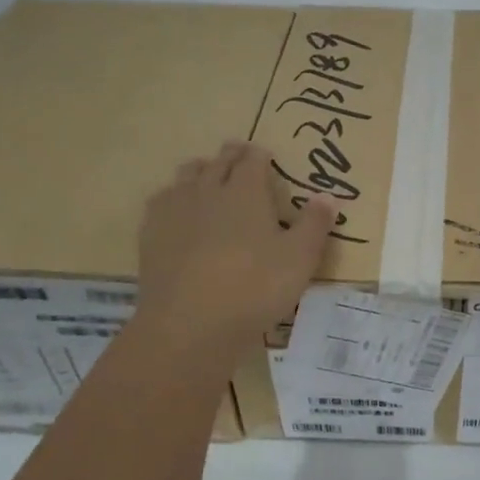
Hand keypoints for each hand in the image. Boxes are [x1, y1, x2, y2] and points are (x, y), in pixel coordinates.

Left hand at [136, 142, 334, 353]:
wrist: (189, 325)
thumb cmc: (254, 288)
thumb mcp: (300, 259)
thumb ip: (315, 224)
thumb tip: (328, 196)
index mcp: (246, 192)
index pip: (252, 160)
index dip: (260, 155)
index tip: (264, 154)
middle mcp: (208, 190)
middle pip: (218, 162)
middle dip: (231, 155)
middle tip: (239, 155)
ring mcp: (175, 210)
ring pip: (186, 175)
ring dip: (200, 170)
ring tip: (208, 175)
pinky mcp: (151, 234)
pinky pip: (161, 200)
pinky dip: (173, 196)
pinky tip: (176, 208)